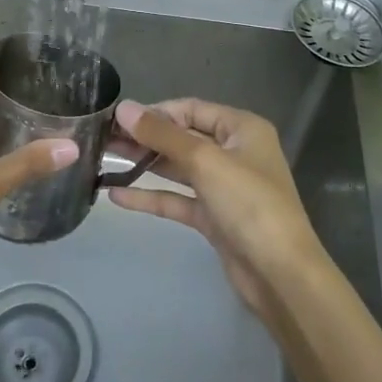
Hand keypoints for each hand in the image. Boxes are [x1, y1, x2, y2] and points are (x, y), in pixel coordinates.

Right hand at [109, 98, 329, 319]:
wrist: (280, 273)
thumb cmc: (249, 204)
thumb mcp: (205, 161)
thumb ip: (162, 135)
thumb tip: (124, 108)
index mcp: (242, 129)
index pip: (191, 109)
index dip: (155, 112)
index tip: (117, 119)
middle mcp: (234, 152)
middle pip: (182, 137)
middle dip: (144, 137)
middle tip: (101, 139)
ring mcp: (223, 187)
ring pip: (177, 168)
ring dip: (143, 164)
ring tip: (102, 159)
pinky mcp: (213, 216)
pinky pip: (177, 199)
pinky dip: (150, 196)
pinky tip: (116, 195)